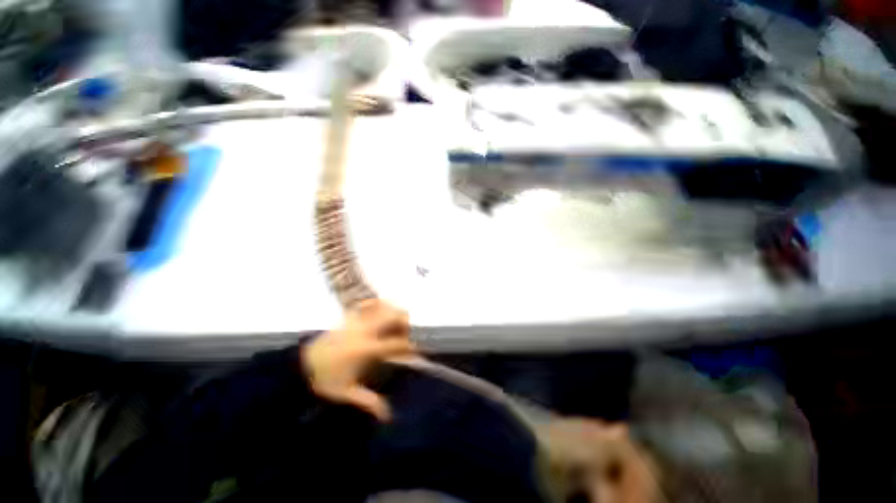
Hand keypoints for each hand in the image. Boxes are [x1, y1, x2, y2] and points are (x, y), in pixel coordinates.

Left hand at [302, 299, 413, 420]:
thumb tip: (388, 416)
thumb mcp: (347, 393)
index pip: (396, 343)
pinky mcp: (349, 316)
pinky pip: (367, 303)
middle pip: (394, 316)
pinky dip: (377, 304)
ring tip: (393, 323)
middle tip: (403, 334)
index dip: (409, 346)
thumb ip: (370, 402)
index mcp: (367, 349)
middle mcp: (365, 330)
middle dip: (404, 323)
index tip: (413, 351)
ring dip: (393, 312)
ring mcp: (357, 320)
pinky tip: (379, 312)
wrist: (301, 365)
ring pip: (383, 306)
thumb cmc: (326, 380)